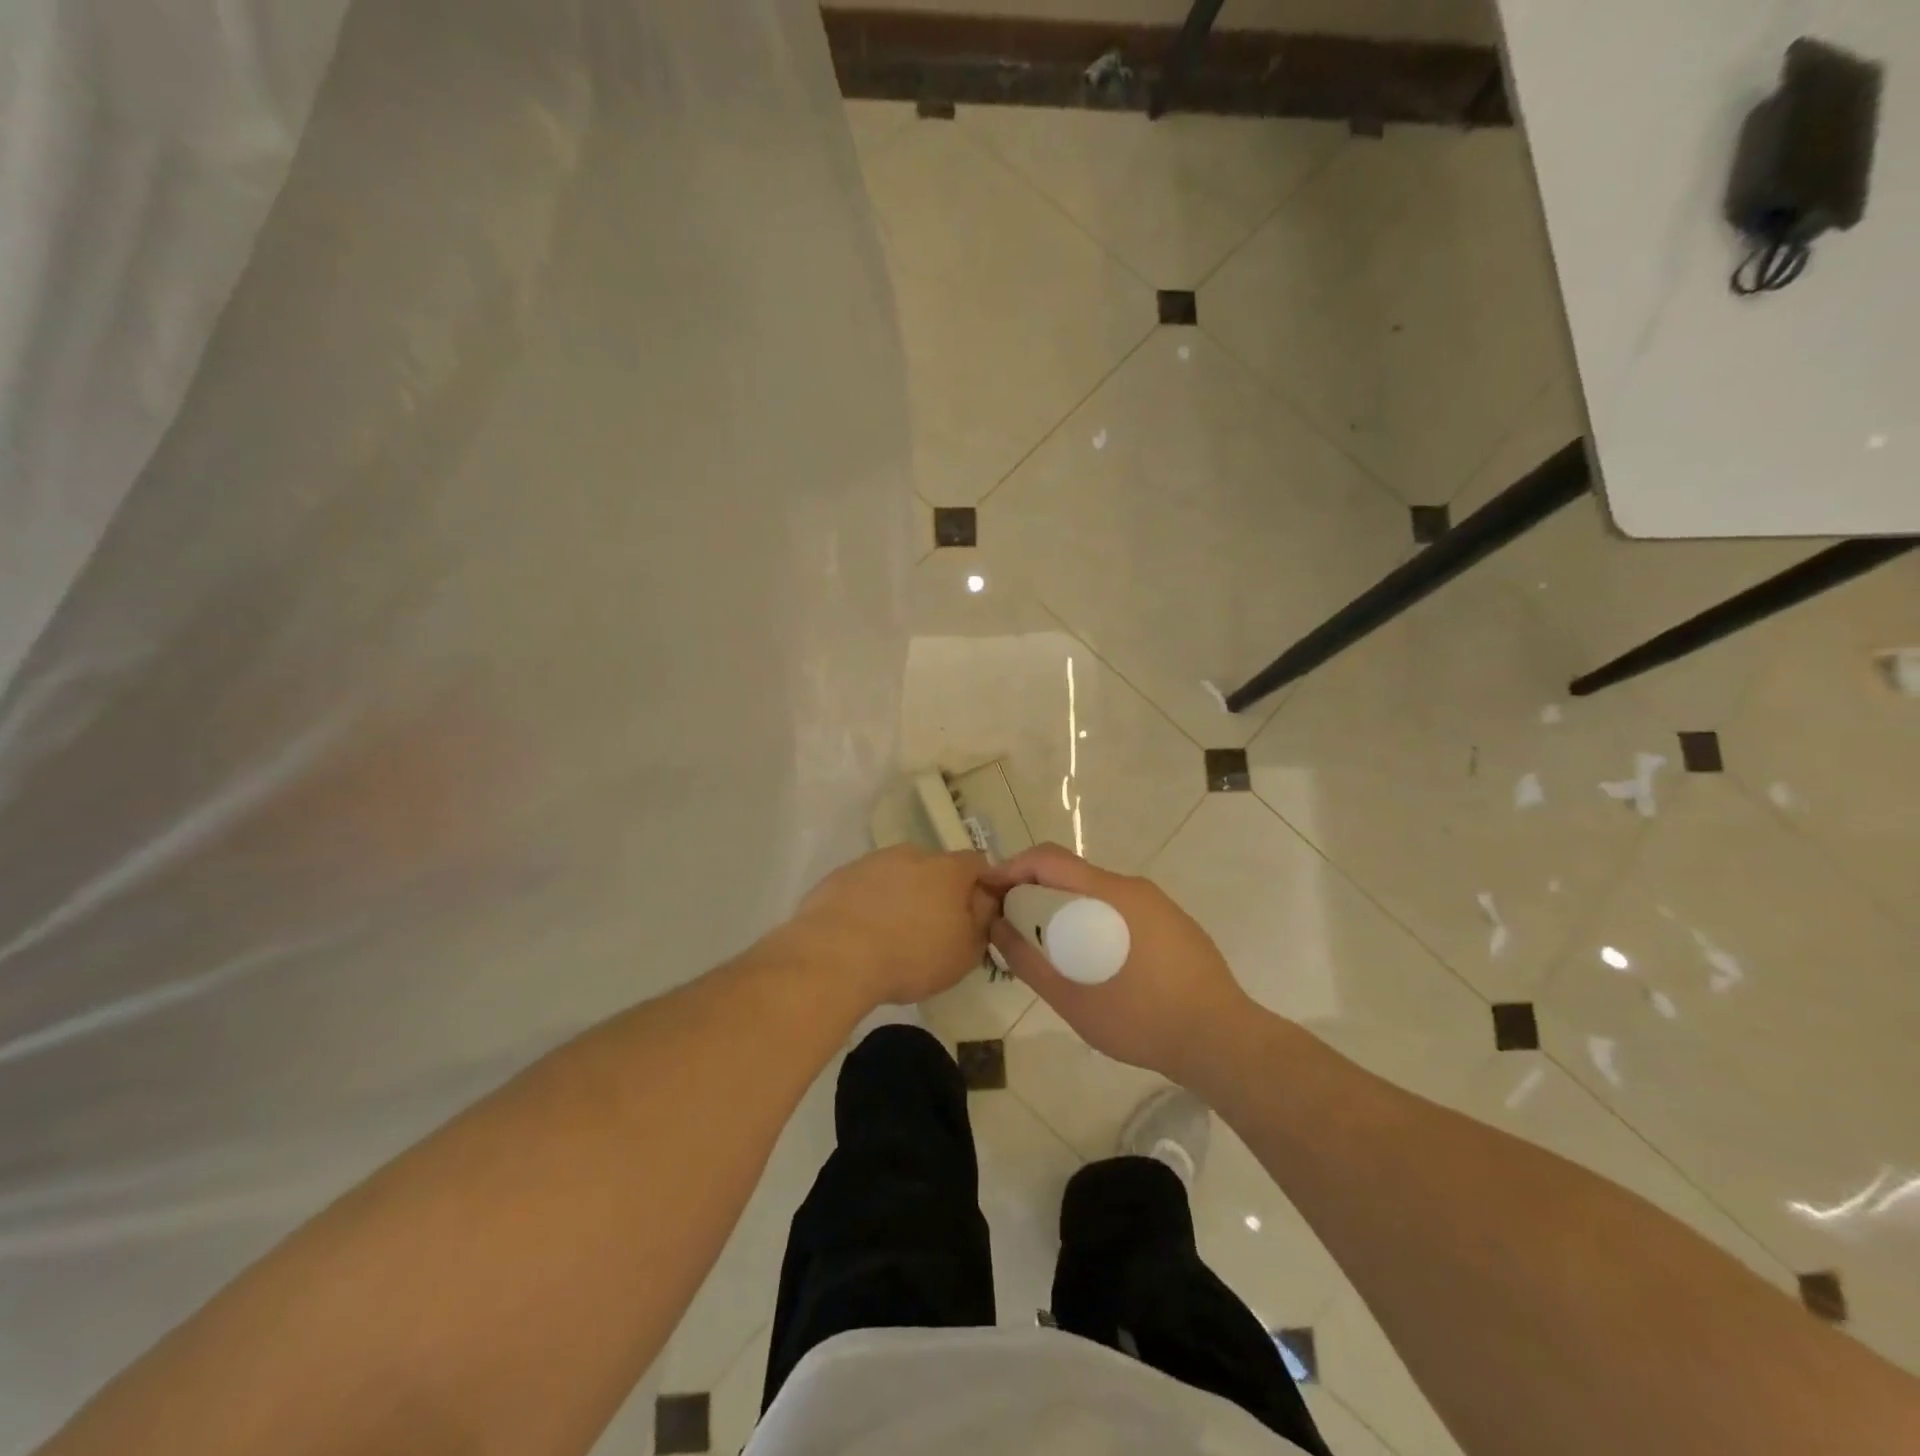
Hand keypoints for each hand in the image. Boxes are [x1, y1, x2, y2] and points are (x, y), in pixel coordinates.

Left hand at [792, 845, 997, 1009]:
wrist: (834, 956)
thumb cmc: (911, 956)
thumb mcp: (964, 953)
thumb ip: (981, 922)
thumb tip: (984, 902)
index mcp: (948, 869)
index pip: (978, 864)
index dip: (982, 886)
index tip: (977, 914)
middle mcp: (912, 854)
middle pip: (935, 867)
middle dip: (938, 891)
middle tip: (934, 927)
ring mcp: (872, 861)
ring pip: (898, 874)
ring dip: (902, 895)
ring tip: (893, 934)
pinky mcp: (840, 875)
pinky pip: (866, 886)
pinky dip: (870, 902)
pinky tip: (862, 933)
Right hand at [983, 844, 1253, 1083]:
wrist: (1222, 1040)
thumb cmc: (1141, 1019)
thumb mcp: (1072, 998)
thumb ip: (1028, 961)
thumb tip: (996, 928)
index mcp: (1108, 894)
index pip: (1048, 859)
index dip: (1011, 868)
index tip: (989, 893)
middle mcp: (1133, 887)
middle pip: (1071, 873)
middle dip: (1034, 889)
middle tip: (1012, 922)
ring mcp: (1158, 904)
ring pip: (1097, 891)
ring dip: (1065, 906)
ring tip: (1049, 944)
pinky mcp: (1173, 923)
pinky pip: (1121, 908)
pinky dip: (1094, 919)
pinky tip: (1094, 959)